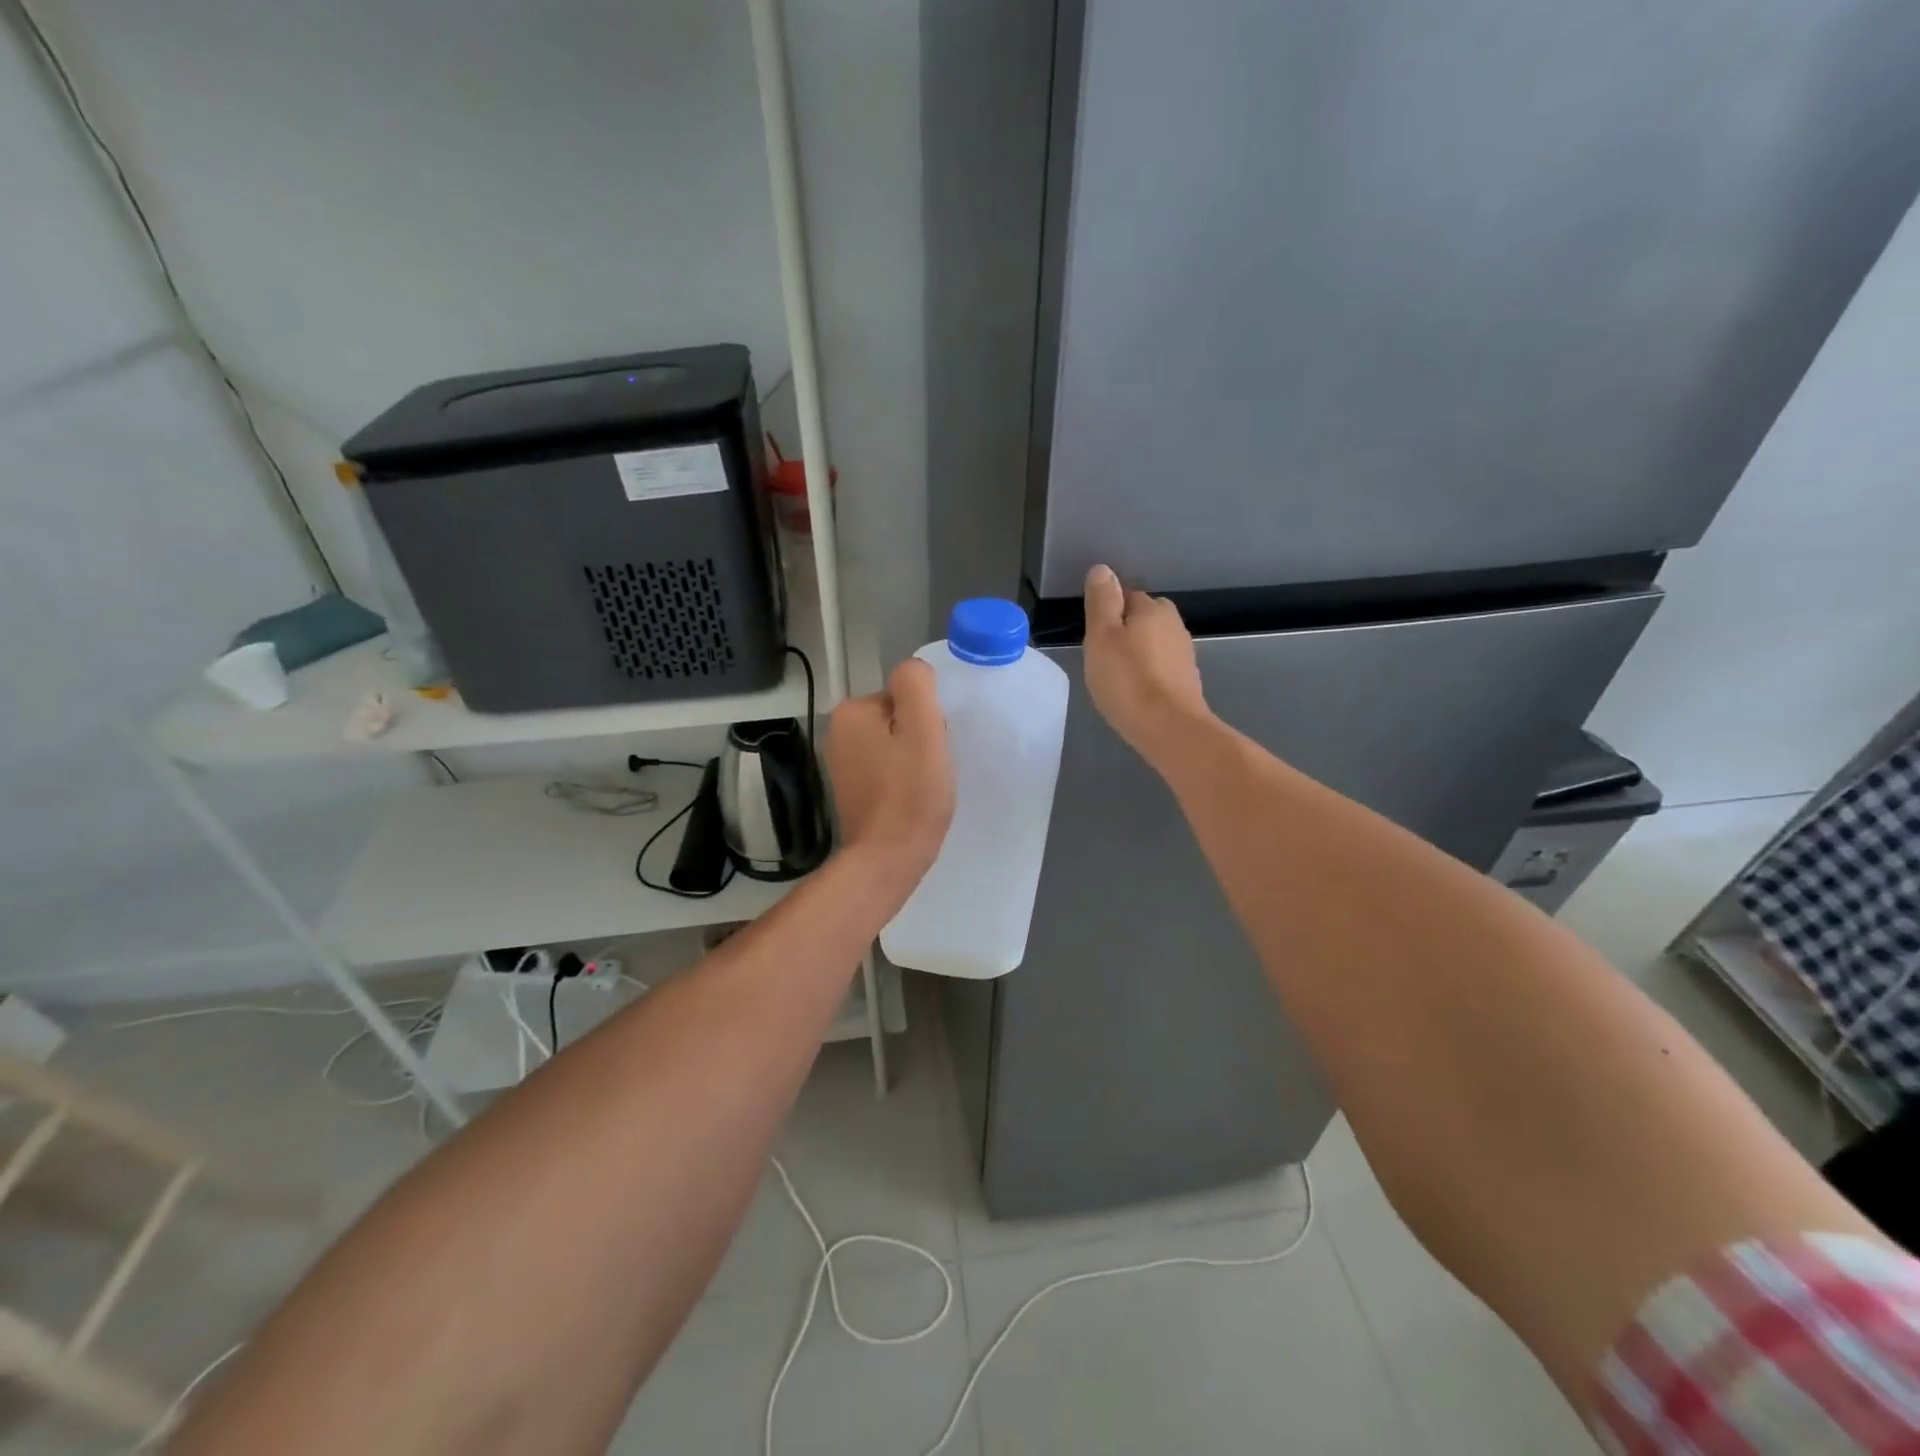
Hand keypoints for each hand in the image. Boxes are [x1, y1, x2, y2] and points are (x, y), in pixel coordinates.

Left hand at [826, 658, 954, 889]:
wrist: (887, 859)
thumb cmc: (911, 794)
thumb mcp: (923, 728)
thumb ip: (916, 685)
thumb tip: (913, 673)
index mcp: (852, 710)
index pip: (904, 695)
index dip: (927, 719)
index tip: (932, 748)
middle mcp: (838, 731)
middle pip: (898, 718)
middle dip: (918, 738)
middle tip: (930, 769)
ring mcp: (841, 762)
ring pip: (893, 744)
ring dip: (912, 760)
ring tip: (922, 786)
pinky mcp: (850, 788)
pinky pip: (885, 769)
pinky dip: (901, 780)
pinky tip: (909, 800)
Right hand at [1083, 564, 1210, 763]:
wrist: (1169, 729)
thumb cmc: (1128, 680)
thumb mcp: (1101, 637)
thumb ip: (1101, 602)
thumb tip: (1103, 569)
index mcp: (1152, 608)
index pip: (1126, 596)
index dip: (1107, 613)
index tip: (1093, 636)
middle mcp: (1173, 624)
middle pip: (1143, 618)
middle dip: (1125, 630)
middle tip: (1102, 656)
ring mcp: (1184, 653)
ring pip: (1153, 643)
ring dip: (1138, 653)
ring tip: (1117, 676)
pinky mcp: (1187, 680)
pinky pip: (1161, 666)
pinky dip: (1149, 673)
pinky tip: (1136, 691)